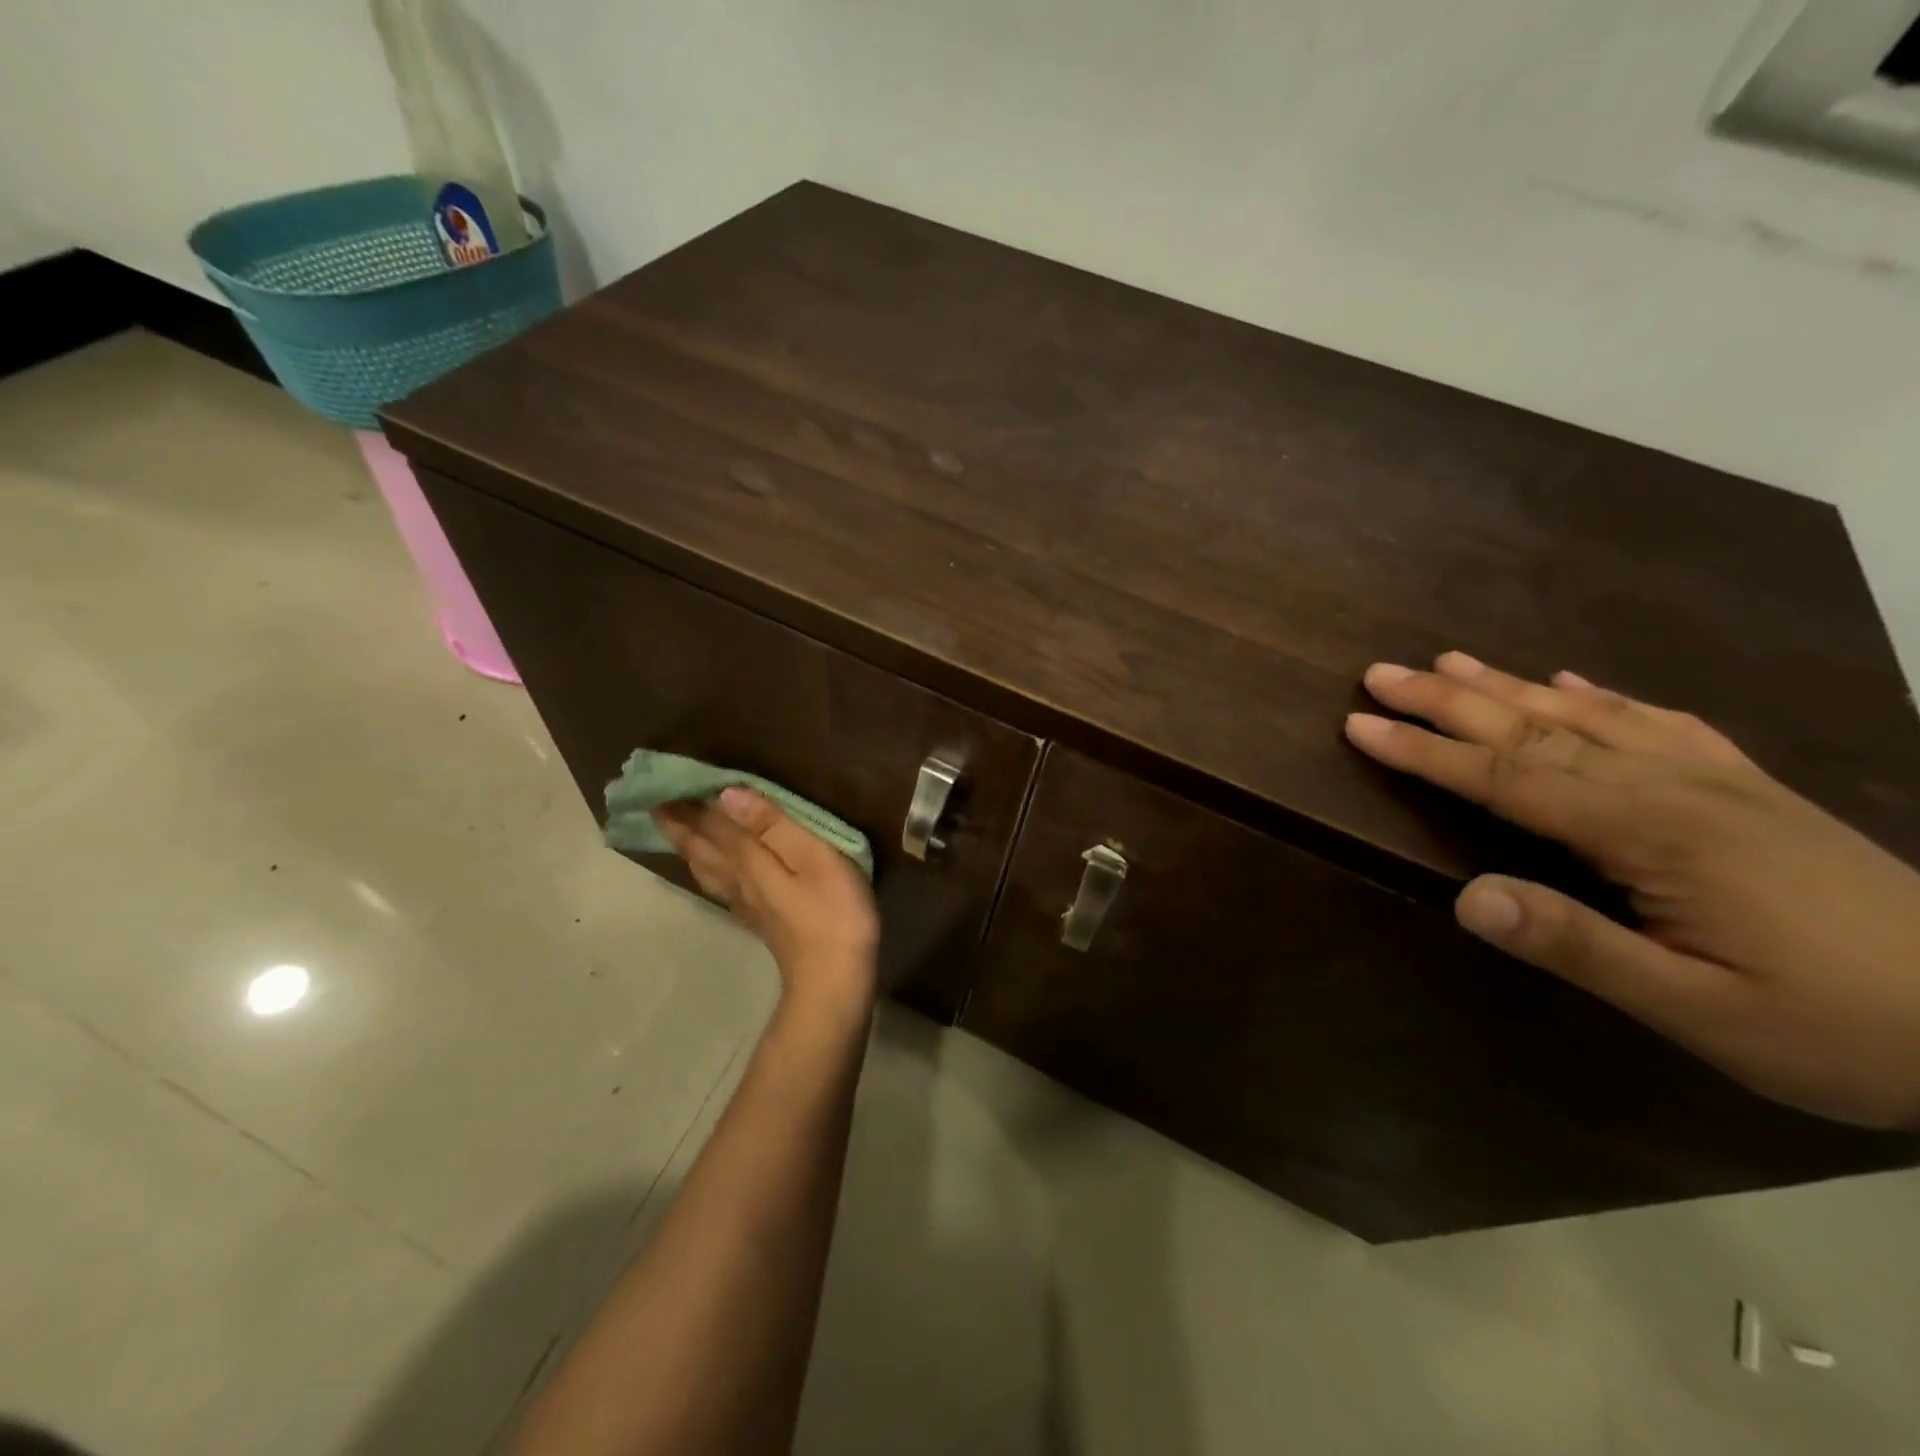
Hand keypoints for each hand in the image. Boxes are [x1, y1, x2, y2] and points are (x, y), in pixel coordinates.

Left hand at [653, 787, 879, 1011]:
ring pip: (703, 867)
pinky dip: (704, 868)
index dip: (690, 802)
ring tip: (672, 828)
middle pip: (699, 846)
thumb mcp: (814, 858)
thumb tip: (728, 794)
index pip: (712, 823)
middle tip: (655, 800)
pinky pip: (717, 884)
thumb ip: (773, 825)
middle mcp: (737, 879)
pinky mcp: (757, 919)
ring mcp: (745, 902)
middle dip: (677, 822)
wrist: (834, 980)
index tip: (665, 779)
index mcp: (748, 860)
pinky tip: (707, 869)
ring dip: (686, 845)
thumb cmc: (833, 912)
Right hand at [1347, 652, 1919, 1128]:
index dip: (1426, 751)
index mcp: (1653, 833)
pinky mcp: (1746, 786)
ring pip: (1585, 714)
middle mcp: (1674, 786)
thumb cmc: (1839, 1029)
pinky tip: (1568, 680)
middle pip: (1534, 729)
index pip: (1508, 777)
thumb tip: (1466, 897)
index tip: (1359, 724)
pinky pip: (1655, 721)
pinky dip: (1598, 694)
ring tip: (1446, 660)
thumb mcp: (1699, 1012)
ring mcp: (1715, 778)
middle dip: (1447, 701)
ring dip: (1506, 685)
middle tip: (1379, 673)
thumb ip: (1577, 946)